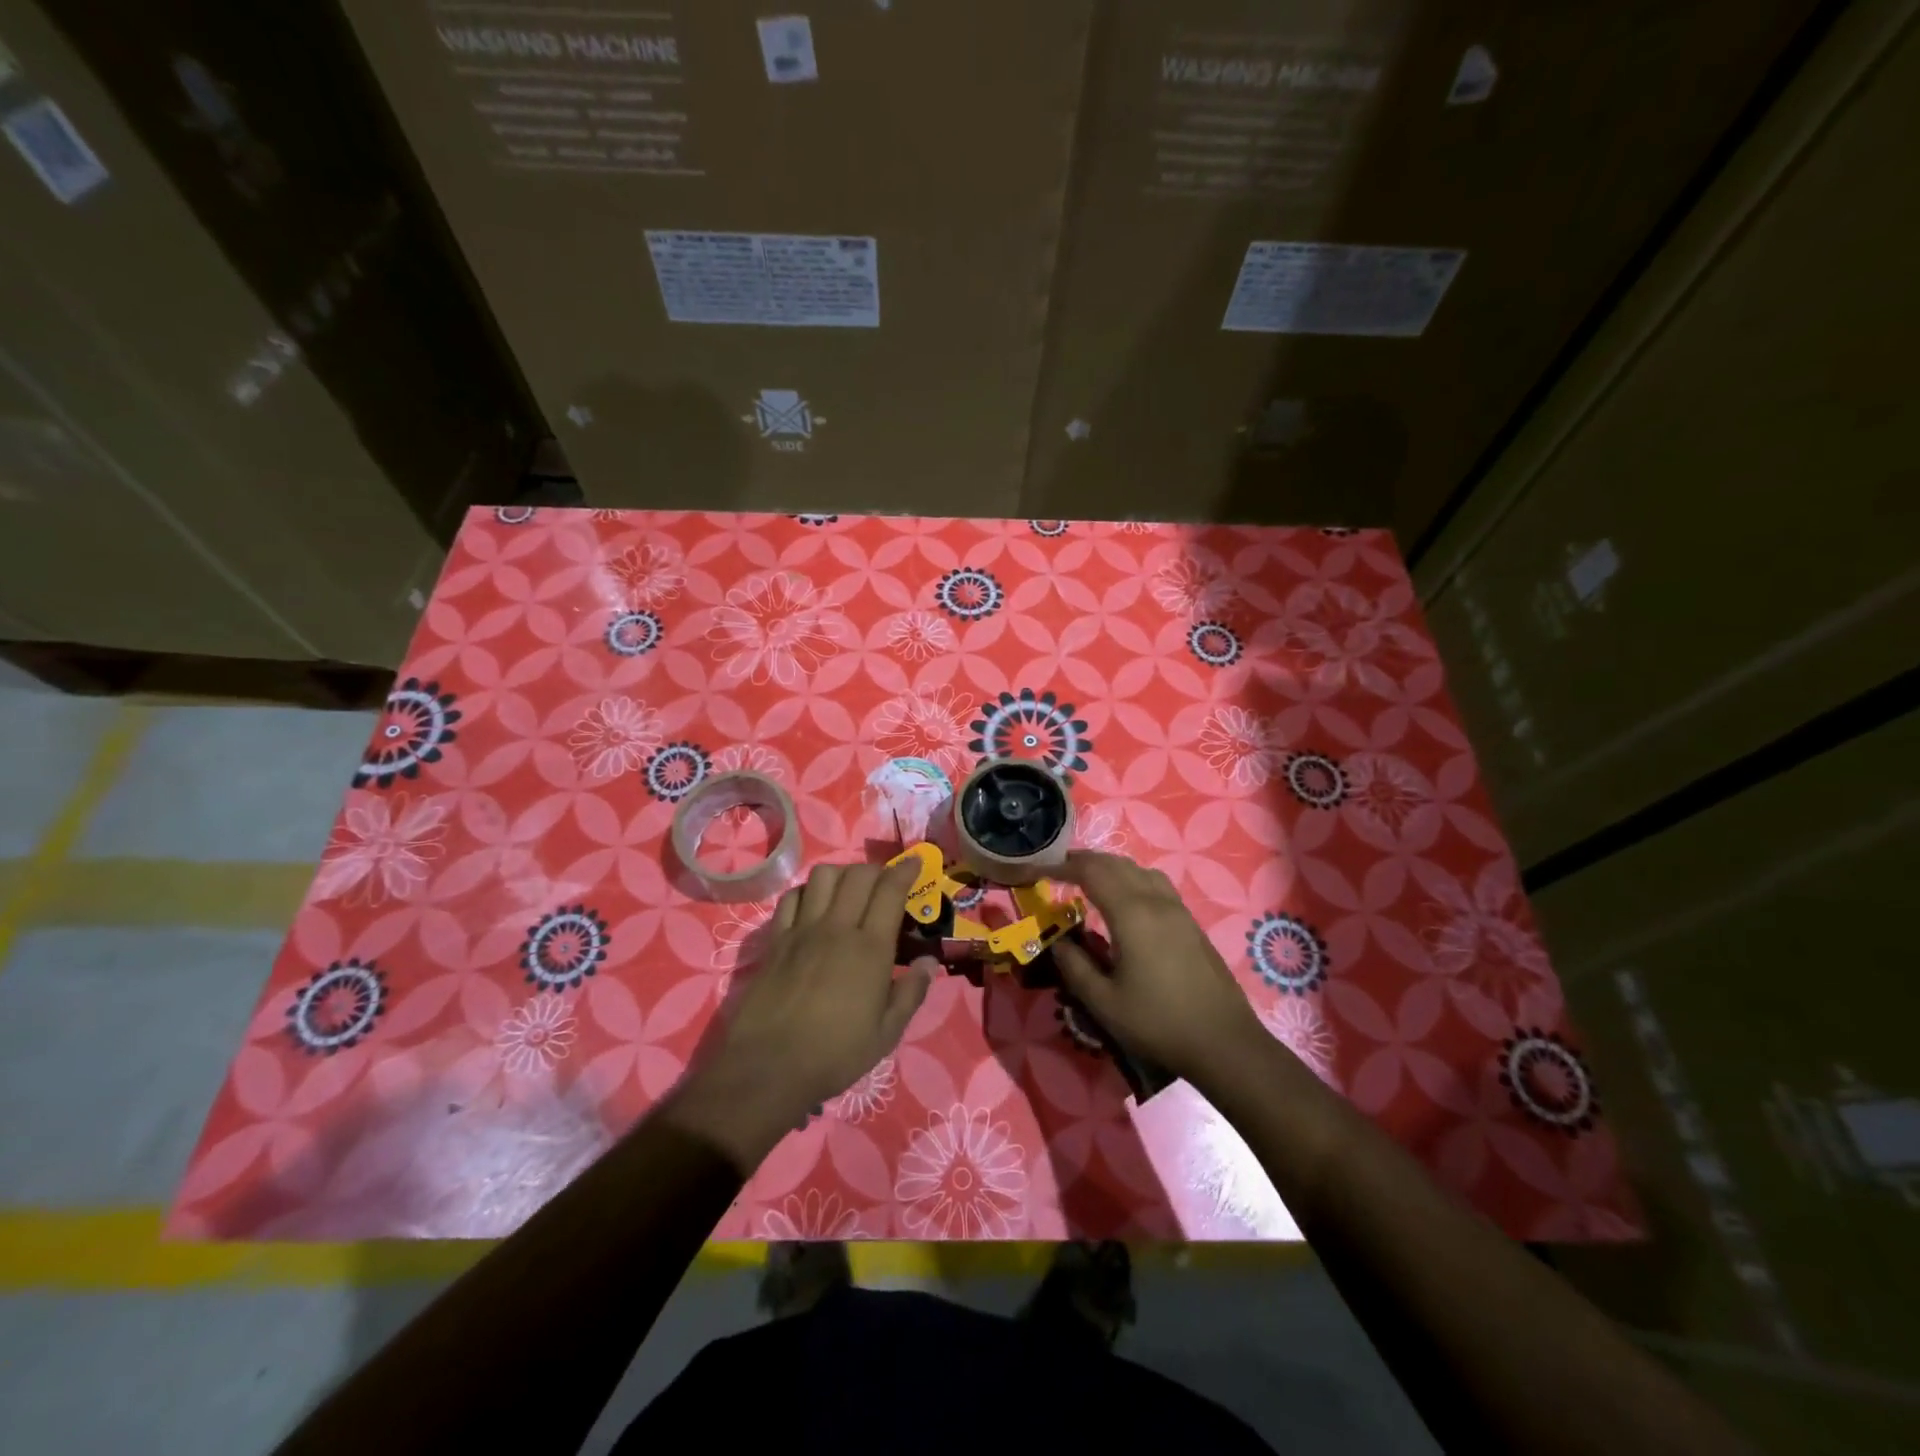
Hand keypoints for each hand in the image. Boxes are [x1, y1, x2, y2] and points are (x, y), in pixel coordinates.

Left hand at [663, 859, 933, 1171]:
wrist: (768, 1066)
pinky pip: (792, 898)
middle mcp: (837, 927)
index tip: (914, 862)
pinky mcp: (776, 940)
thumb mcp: (886, 1033)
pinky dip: (807, 892)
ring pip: (822, 877)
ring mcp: (802, 930)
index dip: (905, 870)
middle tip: (884, 882)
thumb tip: (930, 962)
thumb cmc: (835, 1054)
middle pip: (858, 875)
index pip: (890, 890)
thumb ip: (912, 993)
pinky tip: (813, 906)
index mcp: (870, 948)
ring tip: (849, 890)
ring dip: (841, 874)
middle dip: (876, 869)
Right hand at [1051, 852, 1264, 1084]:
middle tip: (1058, 870)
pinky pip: (1155, 884)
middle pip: (1116, 864)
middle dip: (1084, 861)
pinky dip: (1131, 878)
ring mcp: (1178, 910)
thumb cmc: (1158, 1023)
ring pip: (1139, 870)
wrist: (1224, 1042)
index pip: (1091, 872)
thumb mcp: (1104, 1002)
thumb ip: (1074, 966)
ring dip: (1110, 867)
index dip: (1063, 865)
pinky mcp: (1191, 923)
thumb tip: (1056, 941)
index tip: (1040, 869)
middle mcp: (1156, 901)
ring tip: (1089, 880)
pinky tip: (1125, 901)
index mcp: (1131, 914)